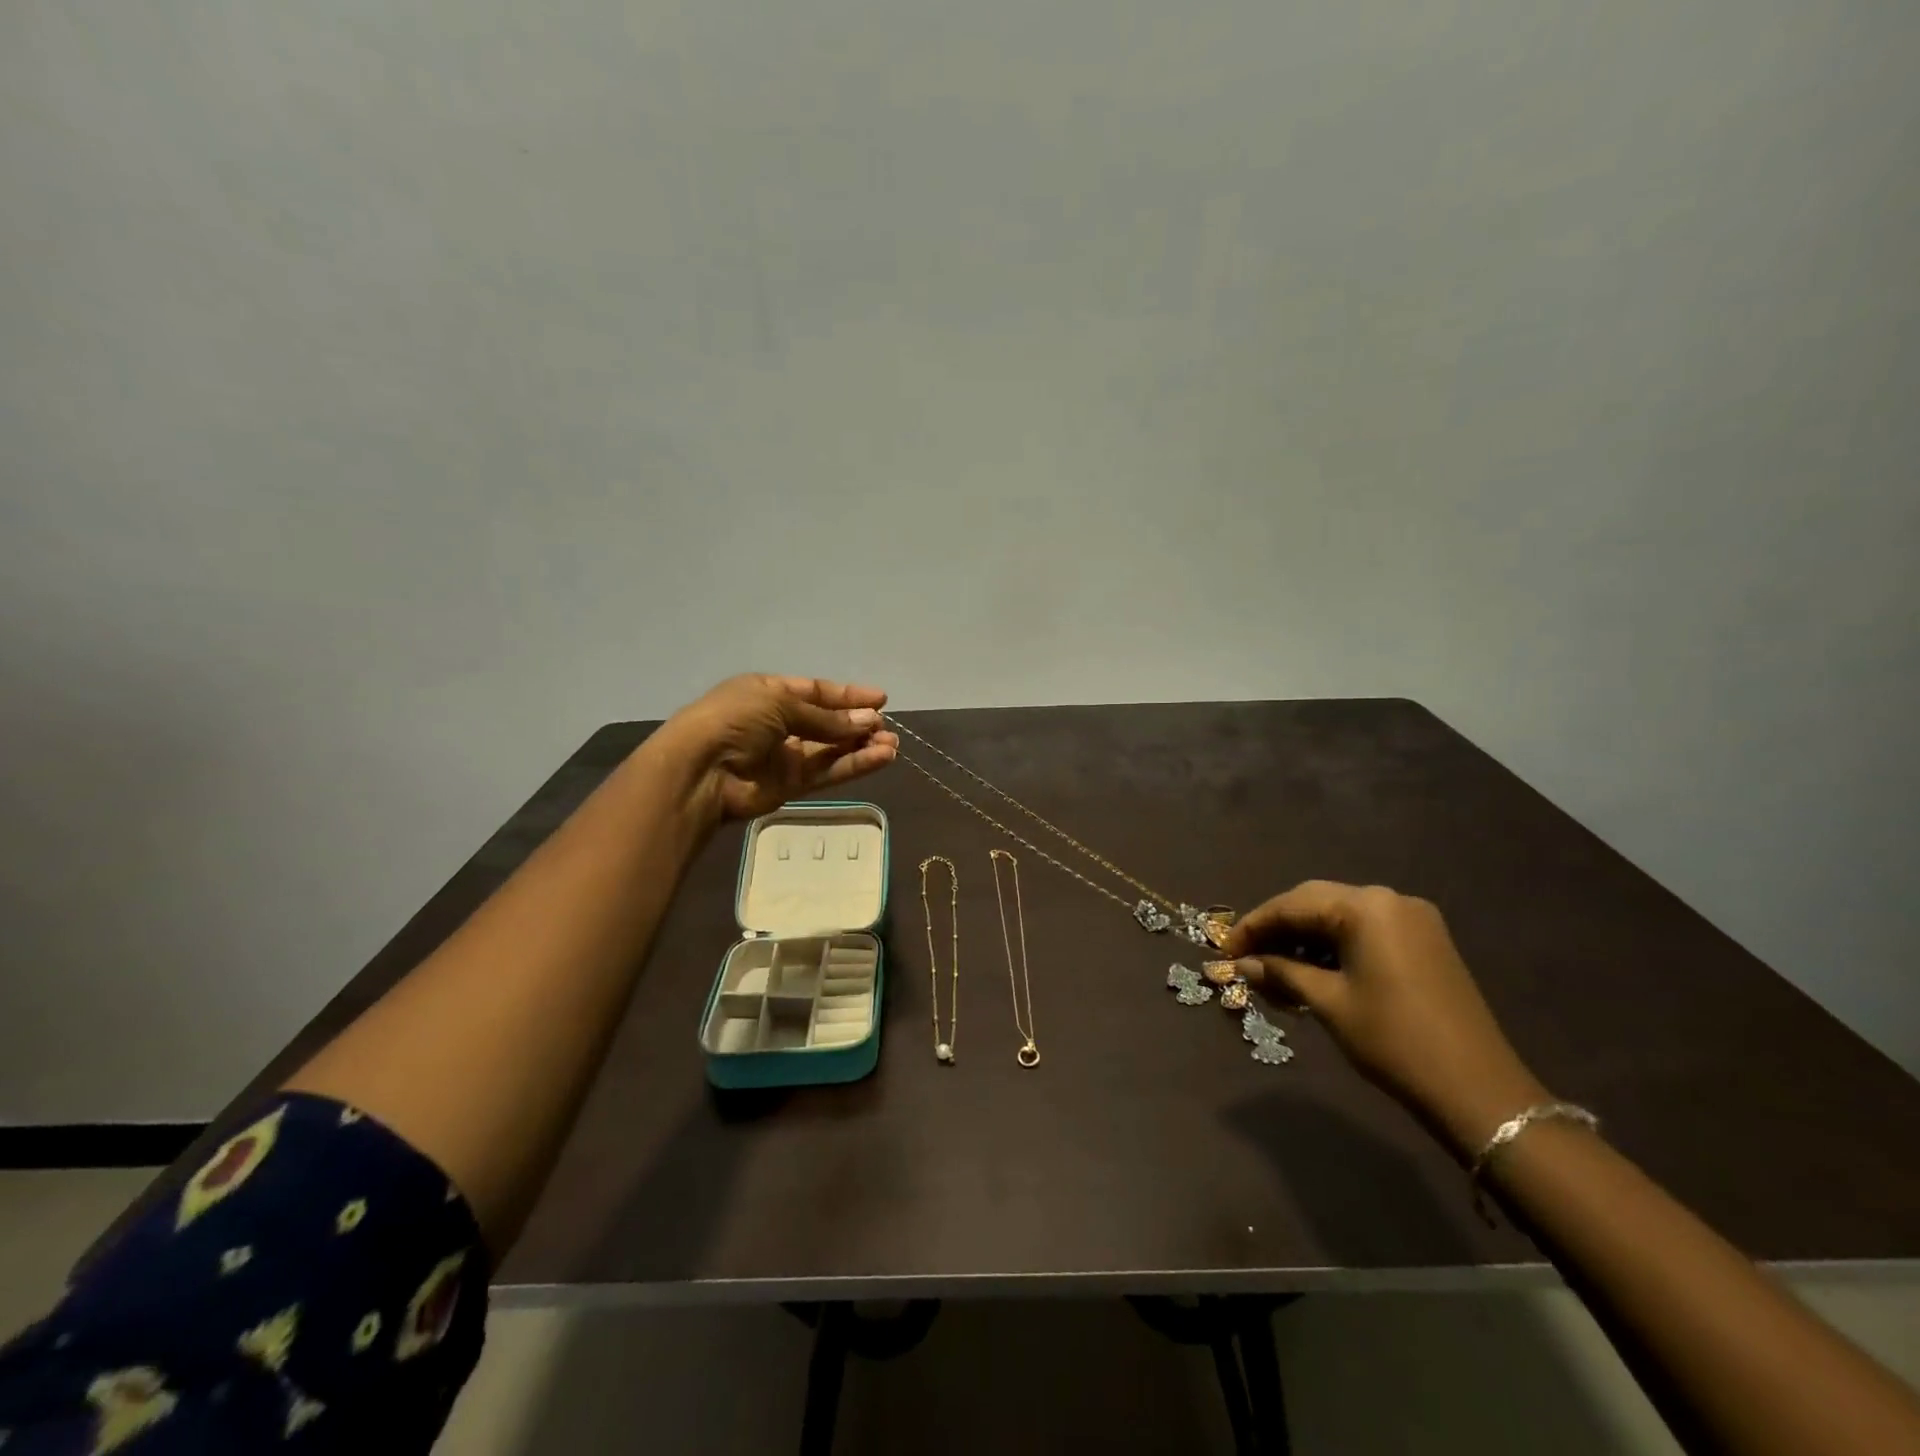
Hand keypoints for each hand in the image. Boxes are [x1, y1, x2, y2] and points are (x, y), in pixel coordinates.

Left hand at [653, 674, 898, 822]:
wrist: (700, 771)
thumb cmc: (734, 721)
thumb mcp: (780, 704)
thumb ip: (827, 718)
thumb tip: (870, 720)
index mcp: (769, 693)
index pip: (816, 692)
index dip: (848, 696)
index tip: (881, 699)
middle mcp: (779, 723)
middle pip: (827, 722)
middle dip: (858, 723)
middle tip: (886, 726)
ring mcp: (785, 756)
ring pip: (832, 749)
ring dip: (862, 745)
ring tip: (891, 743)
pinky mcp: (792, 785)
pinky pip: (829, 771)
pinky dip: (855, 764)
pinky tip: (882, 757)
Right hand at [1223, 881, 1547, 1159]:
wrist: (1479, 1090)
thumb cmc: (1393, 1040)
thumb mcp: (1328, 1003)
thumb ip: (1281, 973)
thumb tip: (1242, 964)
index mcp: (1365, 906)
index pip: (1292, 904)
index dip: (1253, 927)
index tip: (1224, 951)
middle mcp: (1389, 900)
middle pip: (1315, 903)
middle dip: (1277, 929)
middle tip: (1246, 958)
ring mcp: (1412, 919)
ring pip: (1340, 917)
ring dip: (1305, 939)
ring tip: (1276, 972)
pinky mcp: (1425, 941)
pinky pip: (1365, 931)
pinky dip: (1334, 947)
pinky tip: (1313, 972)